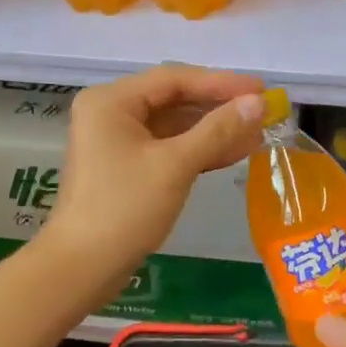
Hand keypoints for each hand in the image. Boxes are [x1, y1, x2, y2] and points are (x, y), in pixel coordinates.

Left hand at [46, 65, 265, 295]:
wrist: (82, 267)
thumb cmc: (125, 208)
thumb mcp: (175, 165)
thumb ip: (218, 130)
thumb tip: (259, 103)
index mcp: (111, 101)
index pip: (174, 79)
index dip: (221, 83)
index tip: (261, 89)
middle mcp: (110, 113)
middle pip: (173, 99)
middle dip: (219, 108)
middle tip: (263, 112)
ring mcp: (116, 141)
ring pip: (173, 126)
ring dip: (213, 130)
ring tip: (256, 134)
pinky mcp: (126, 167)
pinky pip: (167, 148)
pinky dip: (197, 150)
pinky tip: (233, 153)